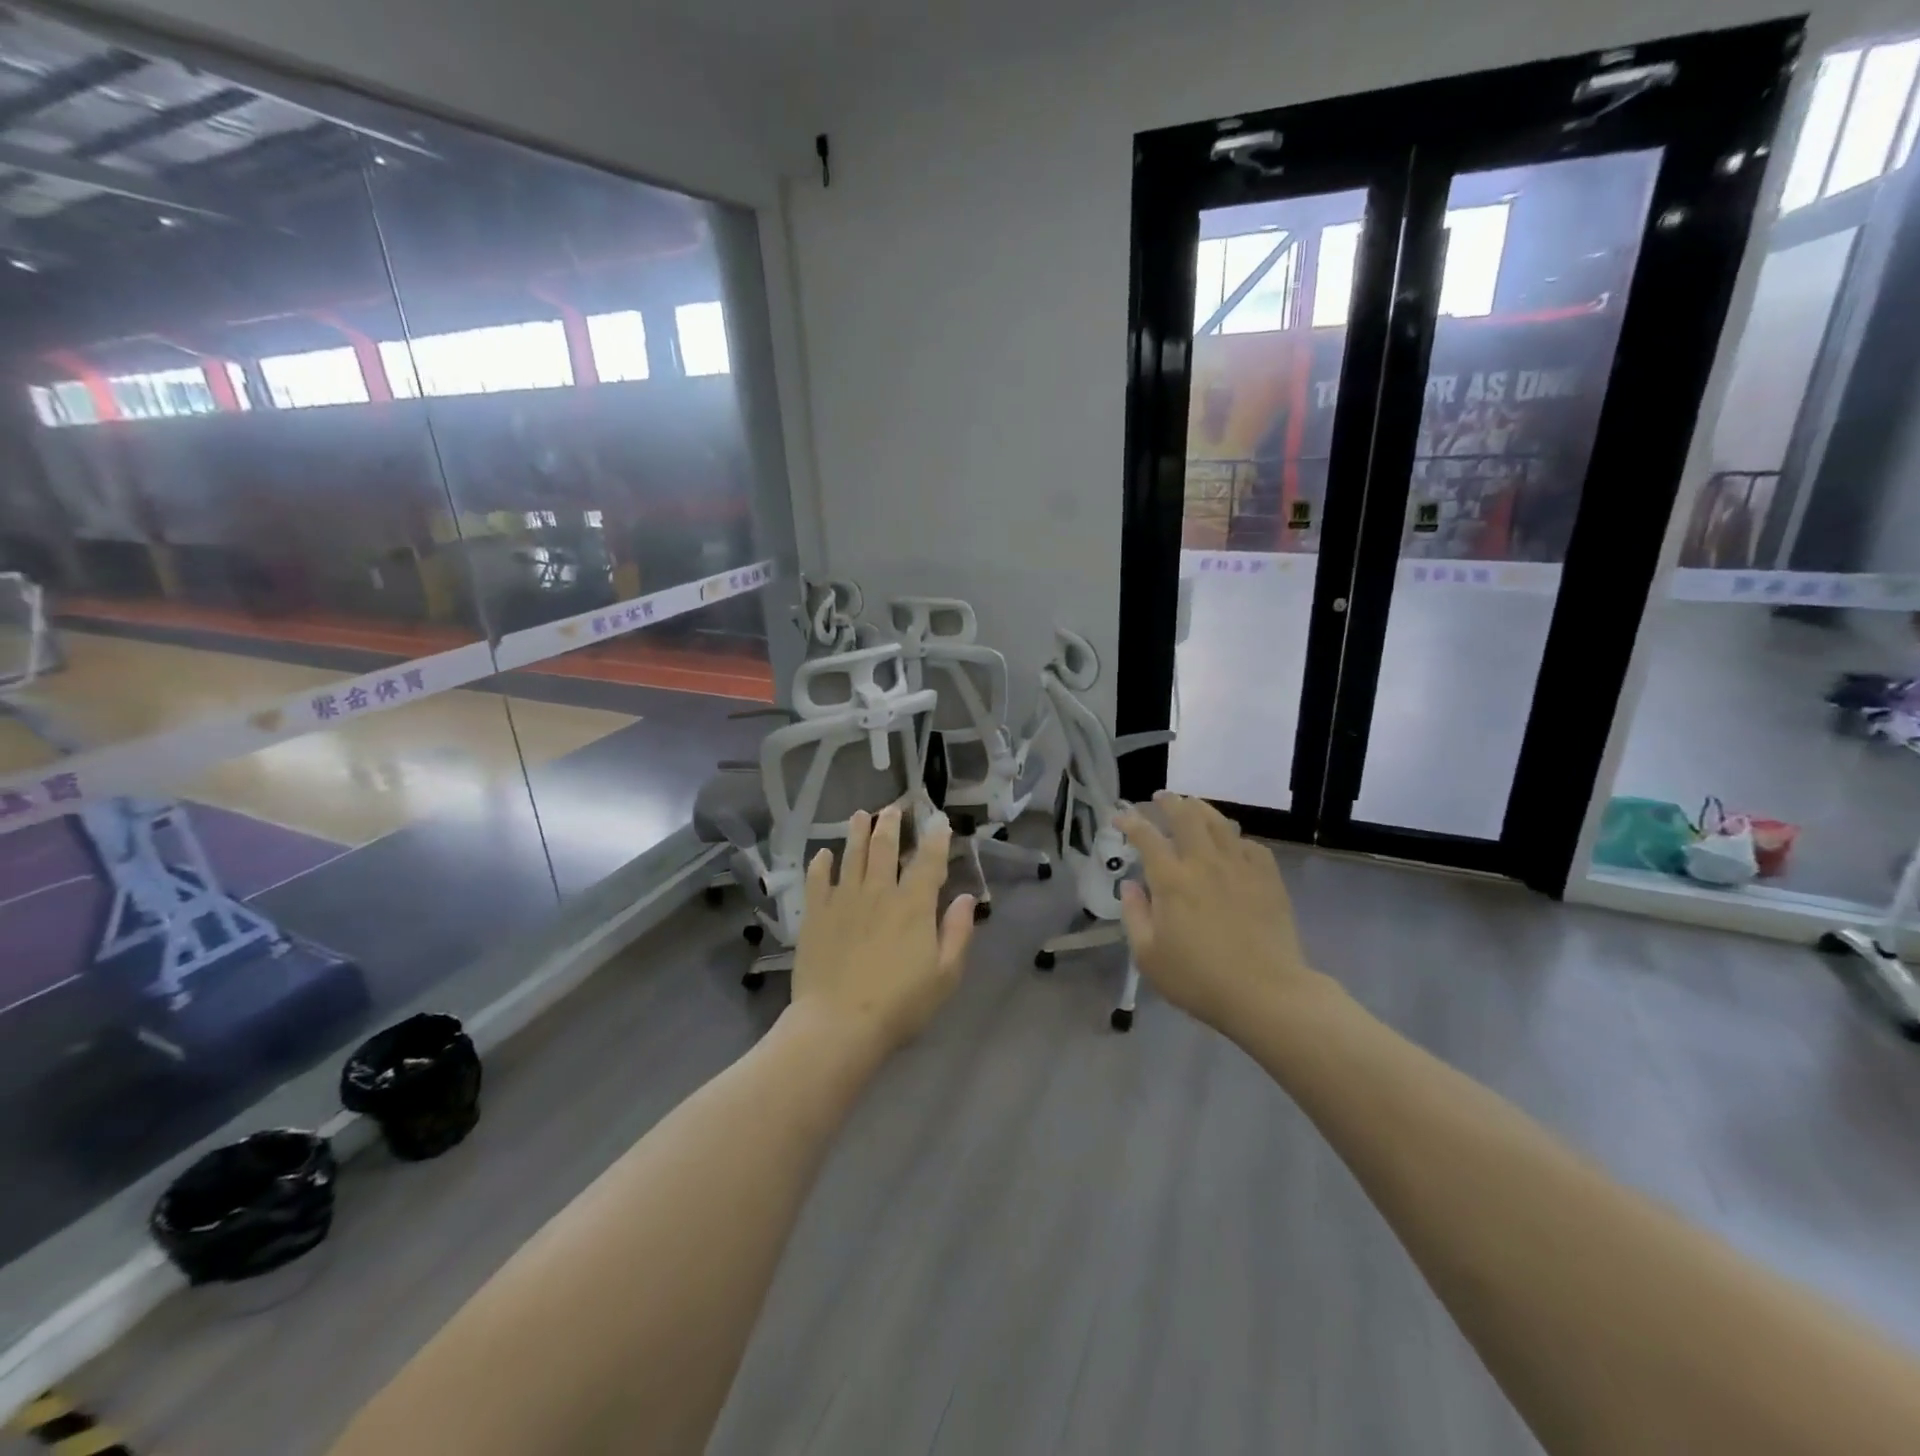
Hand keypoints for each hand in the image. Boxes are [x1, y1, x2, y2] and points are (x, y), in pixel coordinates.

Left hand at [789, 806, 976, 1058]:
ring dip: (857, 833)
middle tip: (893, 808)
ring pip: (851, 855)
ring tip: (860, 815)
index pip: (928, 861)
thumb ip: (957, 932)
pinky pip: (817, 880)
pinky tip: (822, 854)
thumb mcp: (945, 975)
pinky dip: (820, 864)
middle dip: (891, 824)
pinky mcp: (815, 914)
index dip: (935, 838)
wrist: (839, 1024)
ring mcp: (843, 900)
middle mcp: (879, 892)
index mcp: (913, 905)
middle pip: (884, 848)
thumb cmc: (900, 1004)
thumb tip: (966, 898)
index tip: (938, 820)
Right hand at [1117, 792, 1334, 1037]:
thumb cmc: (1199, 979)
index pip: (1146, 837)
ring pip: (1219, 823)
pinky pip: (1250, 845)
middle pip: (1186, 816)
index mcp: (1171, 879)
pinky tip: (1232, 843)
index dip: (1130, 822)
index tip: (1120, 818)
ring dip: (1201, 809)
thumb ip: (1134, 915)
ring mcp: (1240, 867)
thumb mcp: (1148, 956)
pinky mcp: (1268, 879)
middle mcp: (1204, 862)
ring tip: (1192, 805)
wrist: (1266, 994)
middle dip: (1170, 802)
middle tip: (1160, 798)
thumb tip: (1131, 886)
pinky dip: (1235, 837)